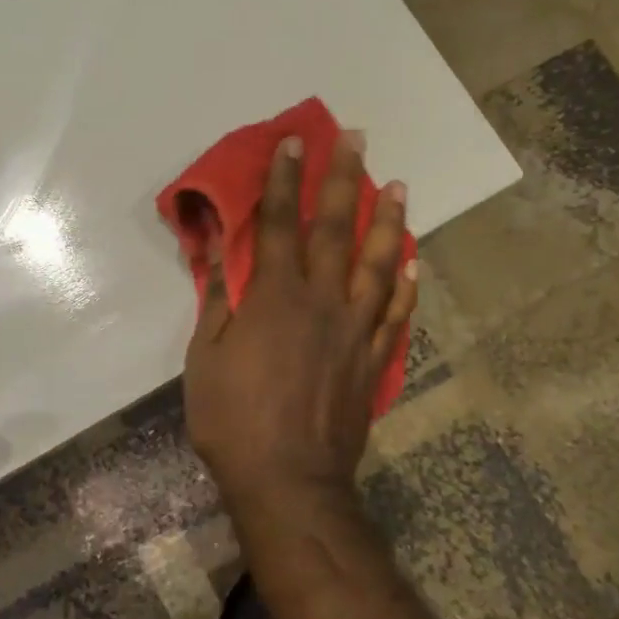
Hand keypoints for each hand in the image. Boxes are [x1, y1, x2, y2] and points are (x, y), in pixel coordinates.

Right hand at [183, 133, 414, 513]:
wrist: (289, 480)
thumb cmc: (234, 420)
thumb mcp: (206, 357)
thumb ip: (216, 297)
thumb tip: (213, 247)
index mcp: (276, 297)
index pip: (278, 223)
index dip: (283, 179)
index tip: (292, 142)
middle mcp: (323, 301)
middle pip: (336, 229)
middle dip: (343, 179)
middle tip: (356, 139)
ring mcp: (356, 330)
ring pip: (378, 262)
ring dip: (388, 220)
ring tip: (399, 185)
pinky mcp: (374, 359)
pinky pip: (396, 312)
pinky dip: (405, 282)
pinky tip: (412, 260)